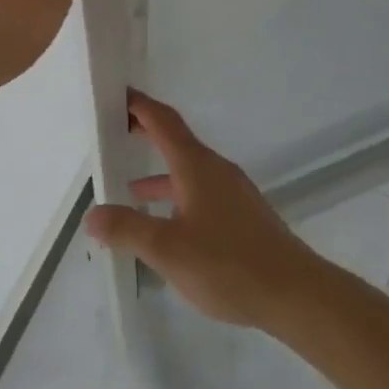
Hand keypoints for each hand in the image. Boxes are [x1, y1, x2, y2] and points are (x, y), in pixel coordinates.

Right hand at [83, 91, 323, 328]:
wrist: (295, 293)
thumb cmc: (228, 263)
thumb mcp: (167, 249)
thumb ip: (127, 229)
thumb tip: (92, 215)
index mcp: (196, 166)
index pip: (163, 121)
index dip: (139, 105)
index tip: (116, 95)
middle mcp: (216, 170)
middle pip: (176, 141)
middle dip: (146, 133)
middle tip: (116, 131)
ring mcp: (233, 193)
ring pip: (189, 171)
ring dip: (160, 173)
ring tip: (130, 190)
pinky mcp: (243, 216)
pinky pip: (201, 192)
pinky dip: (177, 196)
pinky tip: (169, 226)